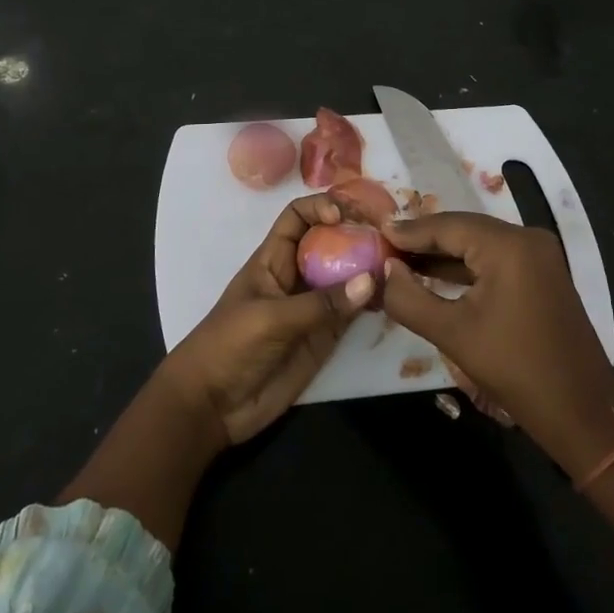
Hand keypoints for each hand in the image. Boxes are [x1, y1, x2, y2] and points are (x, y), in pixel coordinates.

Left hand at [162, 194, 373, 448]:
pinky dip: (373, 302)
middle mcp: (297, 275)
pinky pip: (353, 311)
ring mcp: (313, 305)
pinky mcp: (325, 336)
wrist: (213, 406)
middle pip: (330, 241)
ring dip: (370, 267)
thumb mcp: (270, 319)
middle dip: (356, 233)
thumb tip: (371, 281)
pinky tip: (393, 298)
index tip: (345, 216)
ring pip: (346, 275)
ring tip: (401, 263)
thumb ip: (320, 304)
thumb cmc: (228, 346)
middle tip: (390, 234)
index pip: (298, 217)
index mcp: (273, 259)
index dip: (320, 207)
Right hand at [381, 213, 613, 476]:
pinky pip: (494, 260)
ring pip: (478, 244)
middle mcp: (526, 238)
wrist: (582, 413)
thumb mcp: (451, 333)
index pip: (446, 225)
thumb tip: (385, 270)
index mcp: (508, 245)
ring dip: (442, 254)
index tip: (374, 233)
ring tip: (400, 261)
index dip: (408, 231)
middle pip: (463, 229)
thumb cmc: (515, 370)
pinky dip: (465, 267)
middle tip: (382, 247)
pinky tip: (435, 275)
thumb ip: (409, 297)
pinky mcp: (542, 275)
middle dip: (423, 240)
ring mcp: (539, 256)